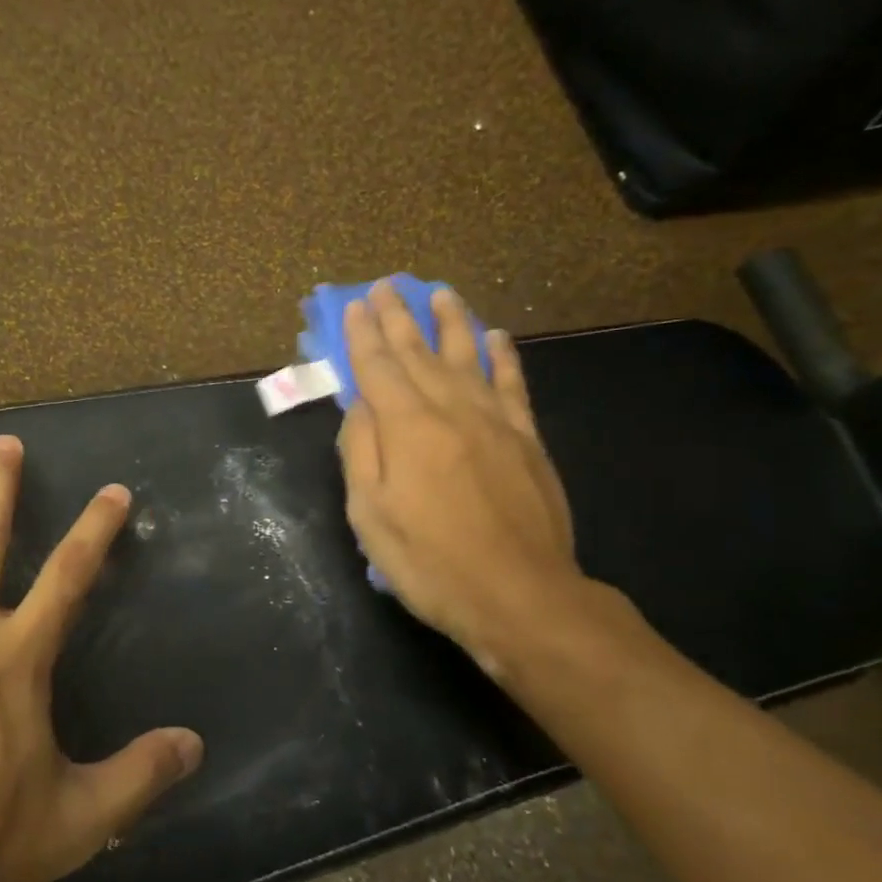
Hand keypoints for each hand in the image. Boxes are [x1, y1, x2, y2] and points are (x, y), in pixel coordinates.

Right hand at [337, 282, 590, 676]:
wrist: (520, 596)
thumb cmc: (431, 561)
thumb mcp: (371, 515)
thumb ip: (360, 452)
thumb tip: (360, 406)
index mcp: (407, 427)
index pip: (378, 367)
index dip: (363, 334)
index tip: (355, 304)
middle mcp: (451, 409)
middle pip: (419, 352)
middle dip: (399, 317)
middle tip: (387, 285)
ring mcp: (494, 421)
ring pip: (468, 356)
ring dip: (451, 321)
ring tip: (440, 293)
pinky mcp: (526, 439)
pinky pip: (512, 384)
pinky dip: (502, 356)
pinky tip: (495, 336)